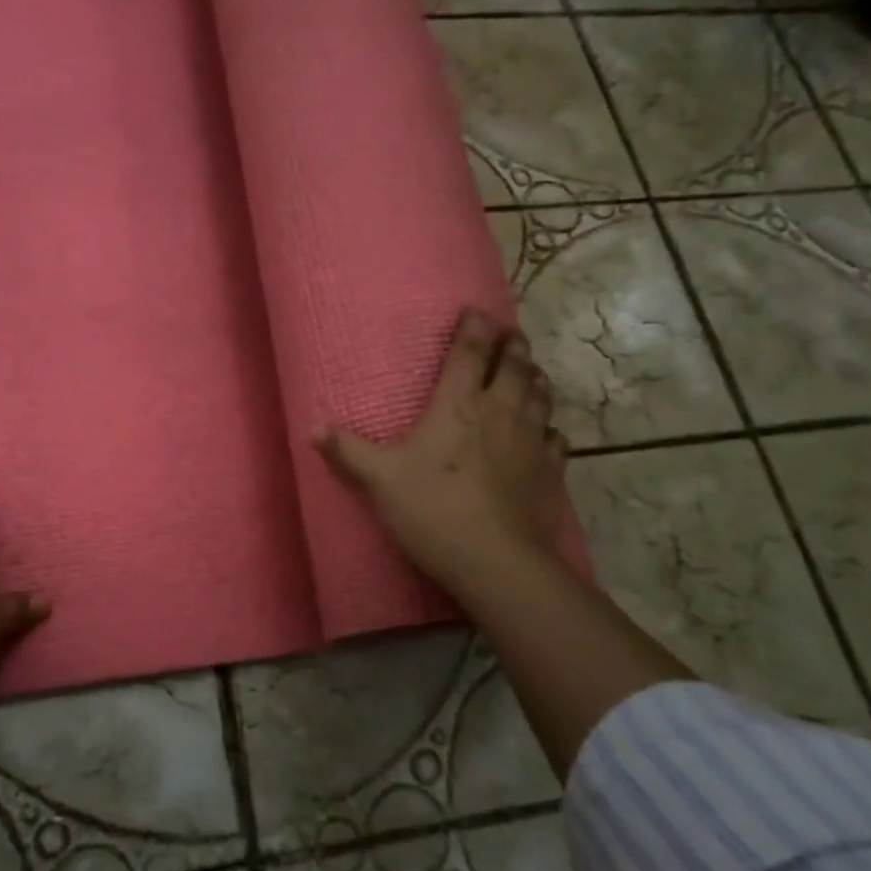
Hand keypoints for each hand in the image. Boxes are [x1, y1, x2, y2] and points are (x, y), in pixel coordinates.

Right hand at [318, 308, 567, 598]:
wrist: (495, 560)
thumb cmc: (432, 509)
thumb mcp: (378, 479)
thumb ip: (347, 450)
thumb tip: (313, 427)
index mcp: (458, 405)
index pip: (469, 353)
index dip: (473, 327)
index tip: (475, 310)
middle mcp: (500, 412)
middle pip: (514, 366)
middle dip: (512, 345)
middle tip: (511, 332)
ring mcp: (531, 441)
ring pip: (540, 395)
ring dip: (535, 376)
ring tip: (531, 369)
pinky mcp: (550, 472)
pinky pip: (556, 438)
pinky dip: (550, 426)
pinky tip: (547, 430)